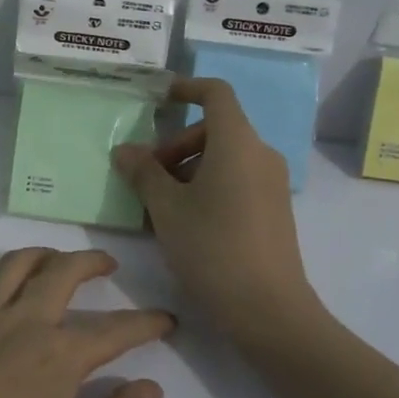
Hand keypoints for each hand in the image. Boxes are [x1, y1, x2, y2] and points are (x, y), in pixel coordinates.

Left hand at [0, 248, 170, 397]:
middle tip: (107, 263)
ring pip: (10, 267)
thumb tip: (152, 387)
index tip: (166, 319)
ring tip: (52, 256)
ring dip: (37, 253)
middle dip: (90, 262)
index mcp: (58, 358)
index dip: (146, 323)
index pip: (115, 331)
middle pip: (61, 275)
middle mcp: (19, 324)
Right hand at [112, 78, 321, 342]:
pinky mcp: (273, 209)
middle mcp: (260, 155)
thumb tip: (125, 150)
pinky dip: (206, 186)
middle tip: (146, 176)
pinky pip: (235, 180)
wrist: (268, 309)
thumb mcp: (166, 208)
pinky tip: (182, 222)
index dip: (187, 88)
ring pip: (223, 157)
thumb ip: (143, 172)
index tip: (159, 98)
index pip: (216, 94)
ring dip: (186, 169)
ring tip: (158, 205)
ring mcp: (271, 183)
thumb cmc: (212, 247)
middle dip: (175, 144)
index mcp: (237, 143)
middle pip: (214, 129)